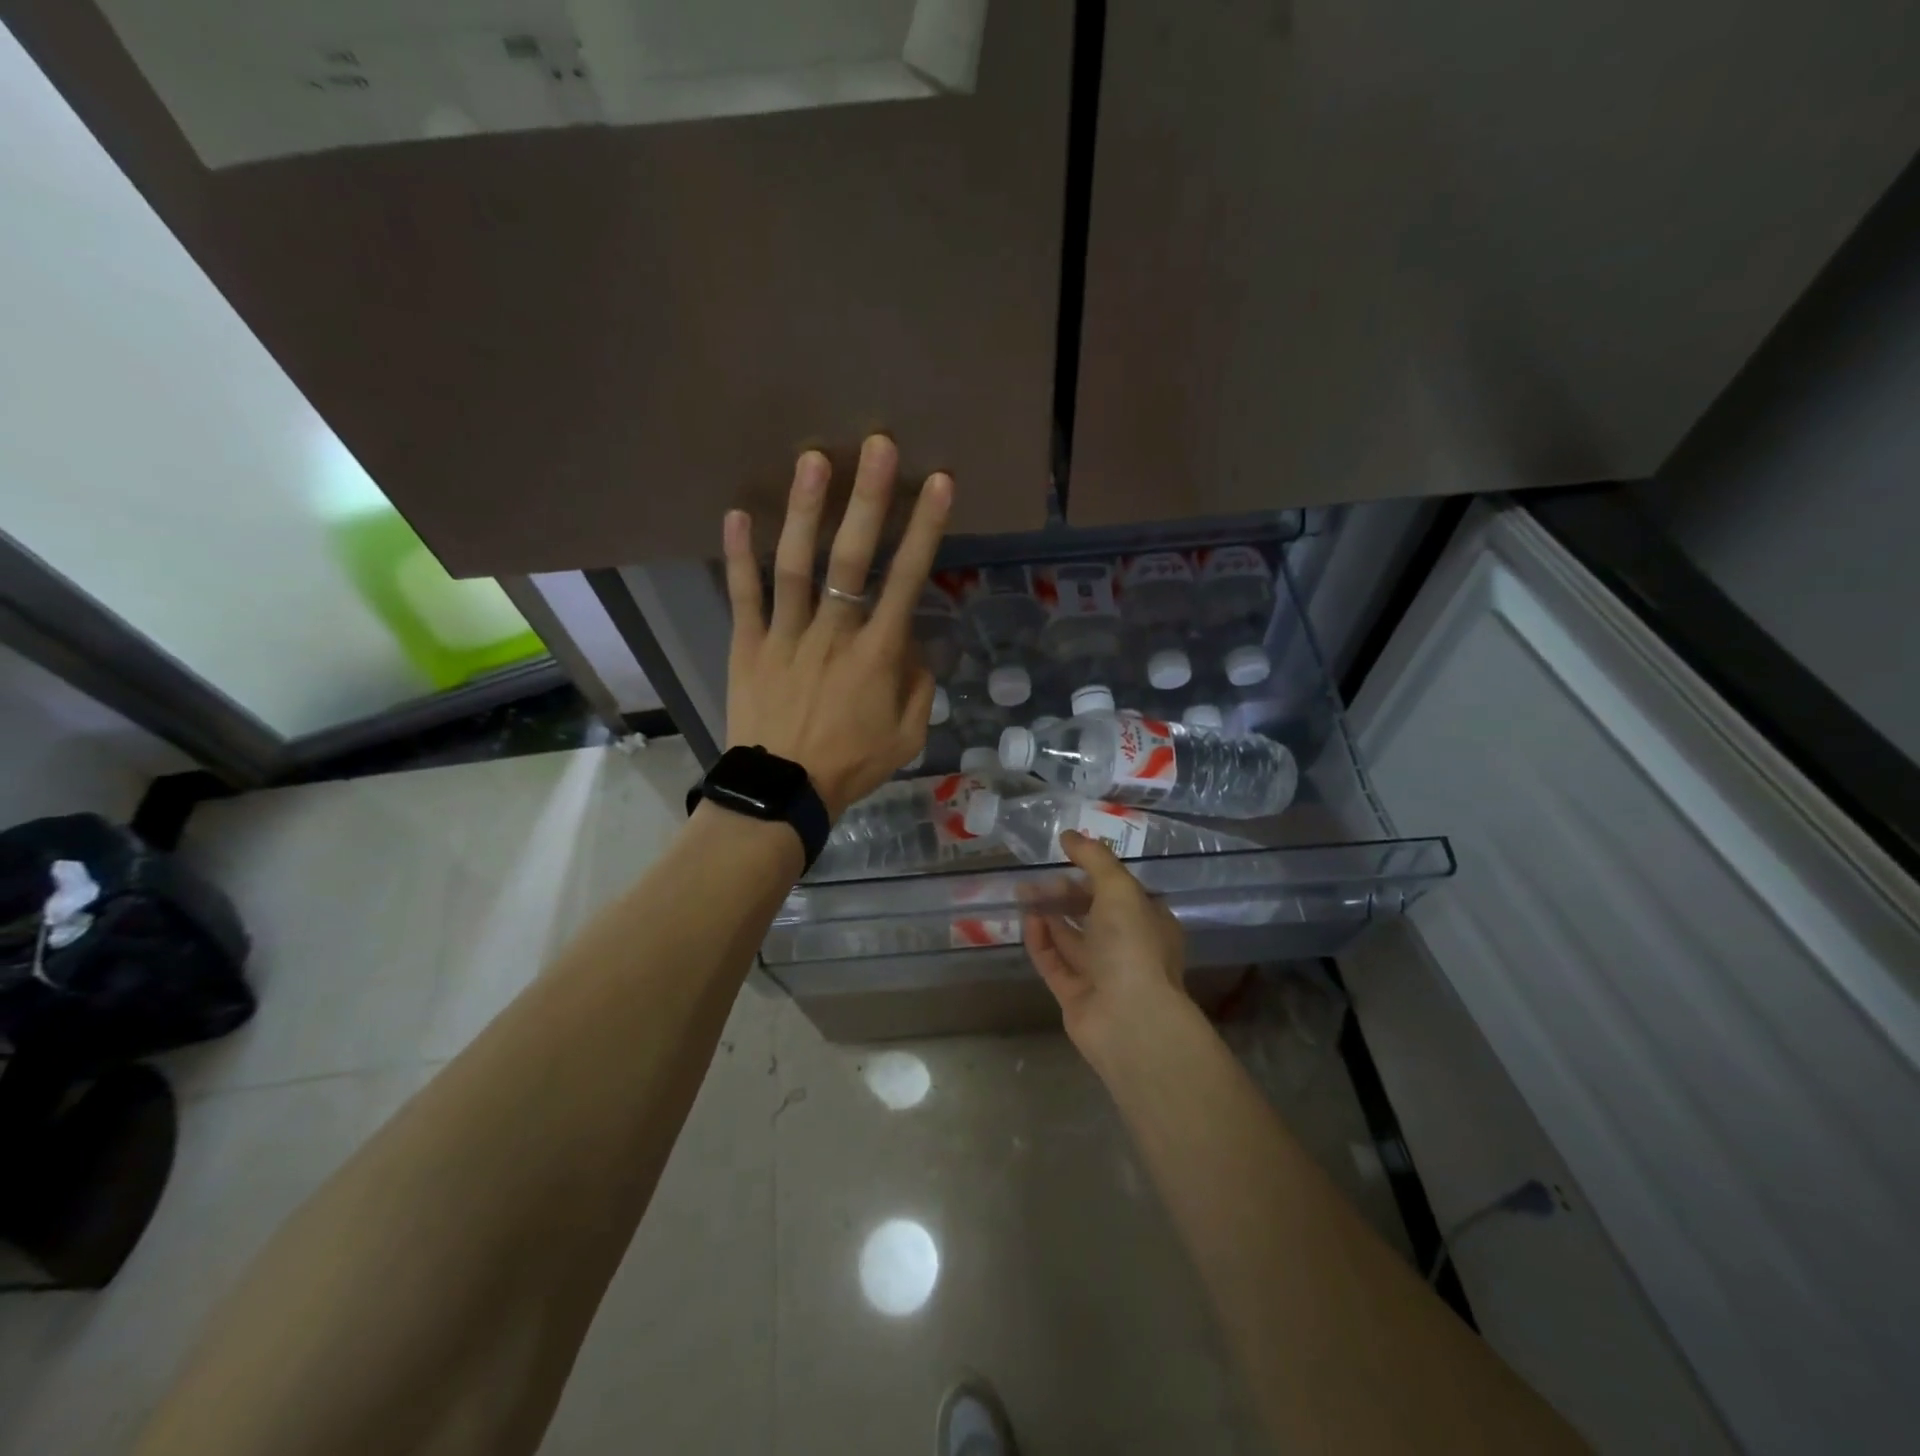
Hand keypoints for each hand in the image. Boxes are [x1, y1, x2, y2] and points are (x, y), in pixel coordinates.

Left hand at [722, 435, 952, 818]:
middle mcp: (834, 634)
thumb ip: (918, 686)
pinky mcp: (748, 645)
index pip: (907, 581)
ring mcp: (786, 636)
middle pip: (853, 559)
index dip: (925, 530)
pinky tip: (736, 514)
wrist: (782, 792)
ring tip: (813, 459)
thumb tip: (915, 643)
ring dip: (805, 511)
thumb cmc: (850, 765)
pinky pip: (743, 596)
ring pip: (796, 565)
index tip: (939, 484)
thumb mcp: (906, 737)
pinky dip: (738, 556)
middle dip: (869, 500)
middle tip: (878, 446)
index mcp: (877, 655)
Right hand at [1023, 831, 1192, 1063]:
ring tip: (1022, 893)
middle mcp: (1127, 947)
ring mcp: (1101, 974)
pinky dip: (1040, 941)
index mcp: (1149, 922)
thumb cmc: (1132, 945)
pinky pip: (1054, 962)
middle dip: (1064, 894)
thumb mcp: (1119, 888)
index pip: (1120, 892)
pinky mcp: (1075, 995)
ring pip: (1070, 938)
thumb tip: (1069, 834)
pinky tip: (1027, 921)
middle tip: (1037, 880)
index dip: (1094, 874)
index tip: (1067, 857)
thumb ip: (1094, 859)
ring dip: (1048, 914)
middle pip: (1091, 914)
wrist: (1129, 1019)